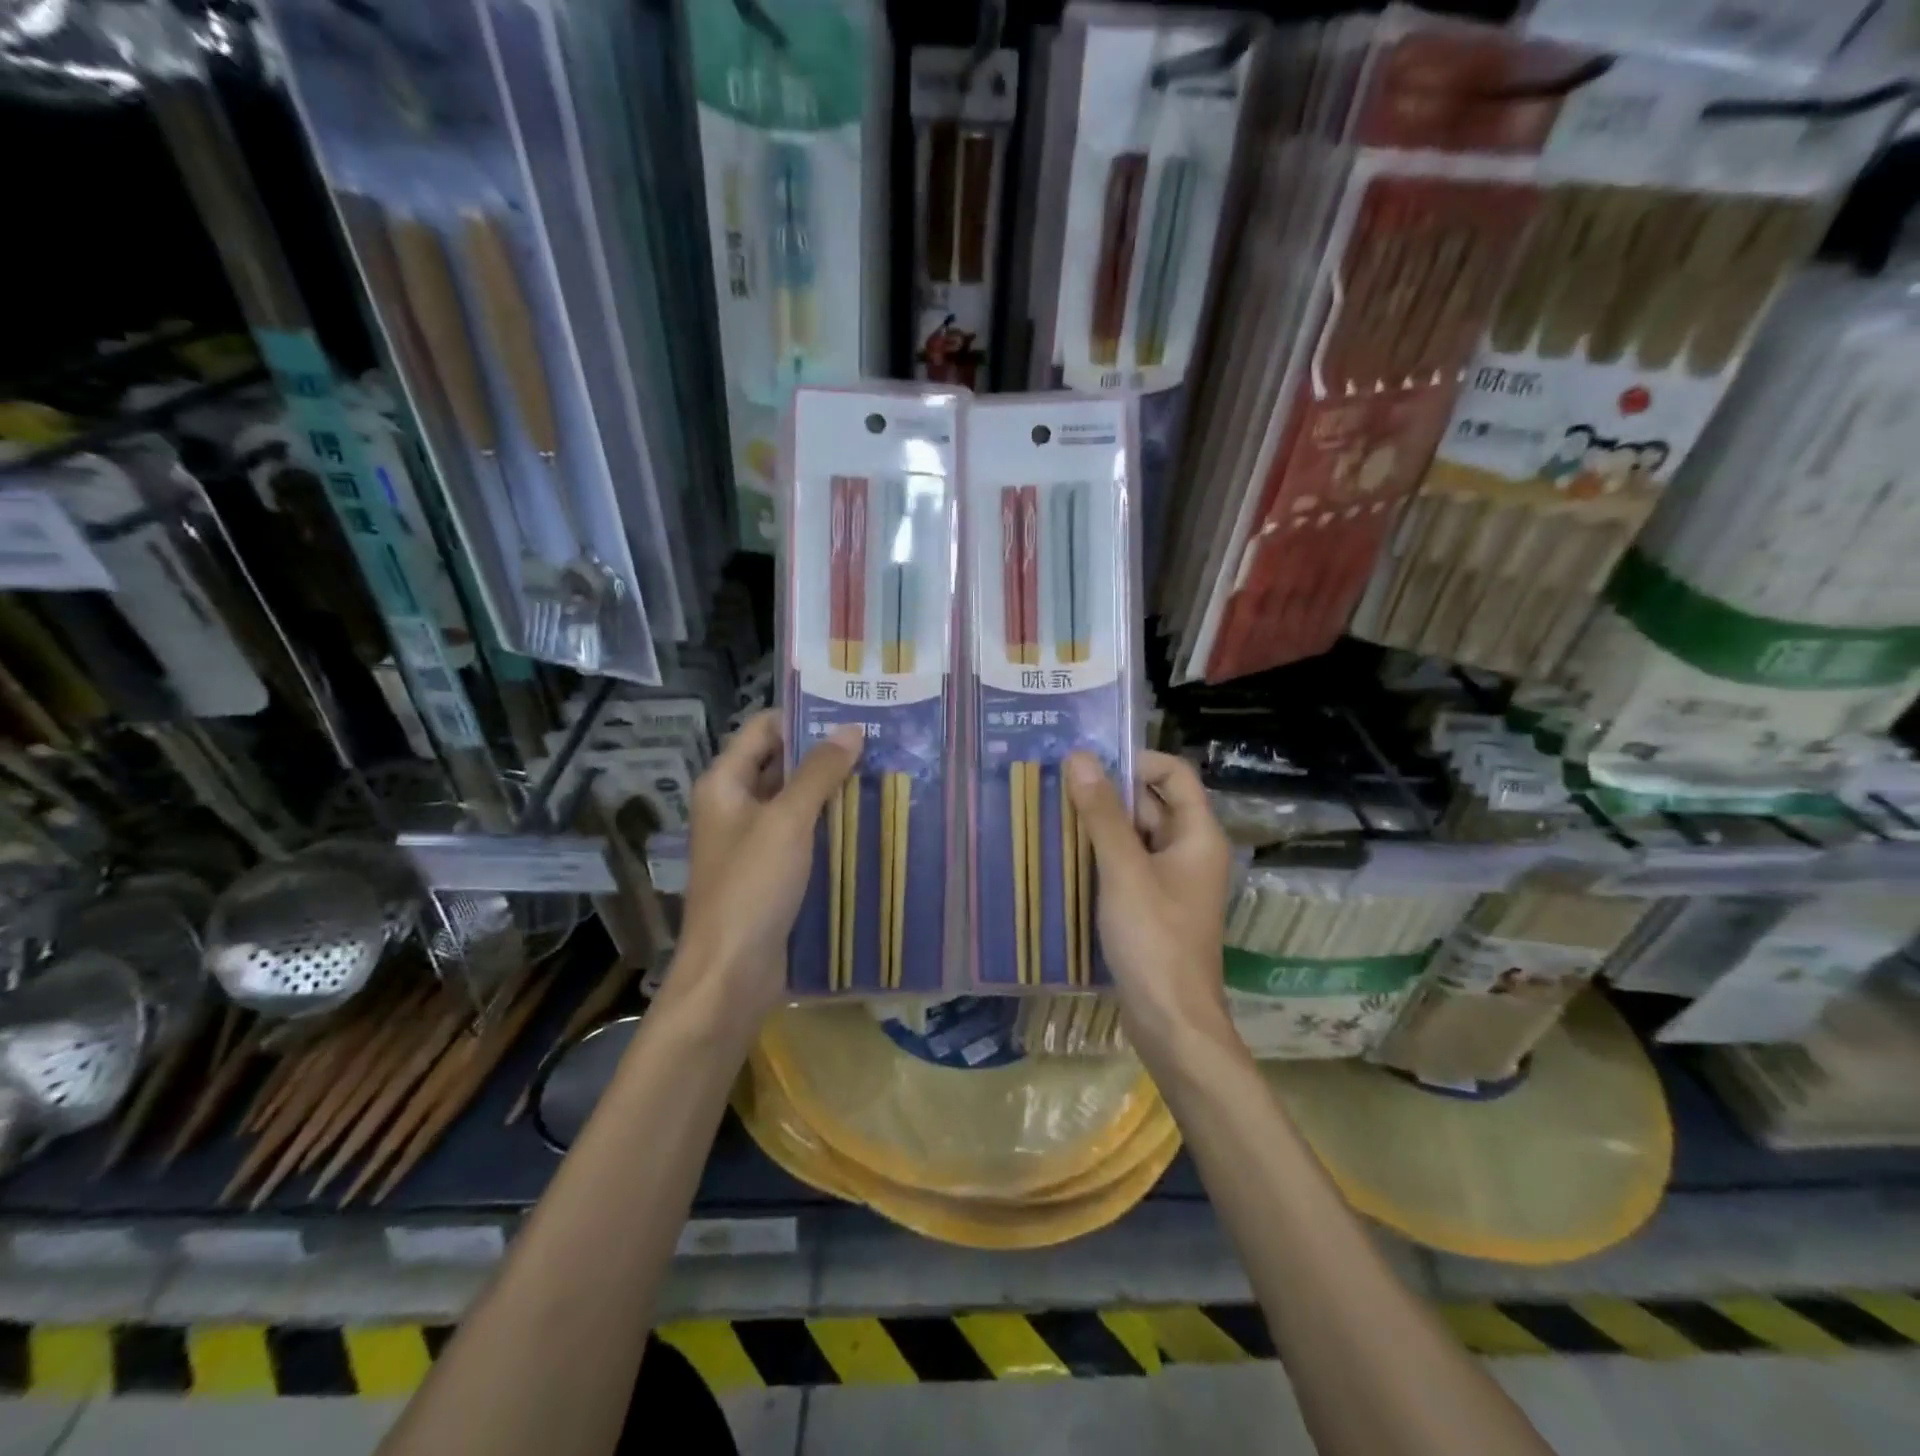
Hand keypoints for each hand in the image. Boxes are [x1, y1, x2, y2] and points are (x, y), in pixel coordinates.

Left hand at [672, 711, 862, 1020]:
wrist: (731, 974)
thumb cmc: (752, 888)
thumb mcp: (787, 822)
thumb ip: (818, 773)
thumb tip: (851, 729)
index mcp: (724, 783)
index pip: (764, 729)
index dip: (803, 716)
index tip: (852, 711)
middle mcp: (734, 805)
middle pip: (780, 763)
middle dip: (824, 753)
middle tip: (878, 742)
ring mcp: (752, 841)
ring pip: (794, 801)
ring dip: (830, 790)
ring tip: (881, 774)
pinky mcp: (770, 872)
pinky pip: (801, 835)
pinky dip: (828, 825)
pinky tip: (866, 821)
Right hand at [1066, 749, 1232, 1051]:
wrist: (1171, 1021)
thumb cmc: (1154, 940)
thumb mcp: (1123, 871)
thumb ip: (1102, 814)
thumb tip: (1080, 757)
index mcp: (1197, 835)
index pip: (1174, 774)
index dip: (1136, 760)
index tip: (1090, 763)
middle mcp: (1189, 851)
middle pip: (1152, 803)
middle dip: (1108, 792)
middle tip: (1058, 784)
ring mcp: (1171, 881)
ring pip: (1135, 836)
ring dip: (1100, 825)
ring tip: (1052, 813)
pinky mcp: (1152, 906)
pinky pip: (1127, 865)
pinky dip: (1101, 856)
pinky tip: (1063, 856)